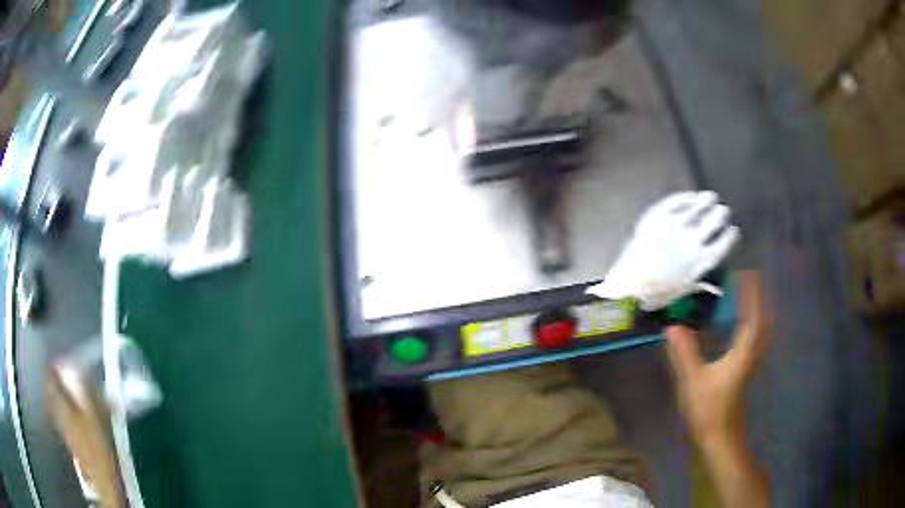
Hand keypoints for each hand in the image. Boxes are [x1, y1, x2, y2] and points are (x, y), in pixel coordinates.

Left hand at [587, 191, 739, 309]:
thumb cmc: (654, 295)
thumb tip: (716, 288)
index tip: (733, 230)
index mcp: (700, 263)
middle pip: (712, 222)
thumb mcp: (683, 292)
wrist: (628, 287)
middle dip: (719, 215)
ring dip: (706, 201)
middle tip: (723, 210)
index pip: (721, 245)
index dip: (729, 237)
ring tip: (711, 197)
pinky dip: (686, 197)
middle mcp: (692, 242)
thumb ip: (700, 284)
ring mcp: (675, 227)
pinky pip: (675, 202)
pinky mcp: (657, 218)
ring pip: (696, 208)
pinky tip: (691, 196)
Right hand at [665, 270, 770, 446]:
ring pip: (759, 331)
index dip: (751, 293)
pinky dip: (750, 327)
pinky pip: (753, 340)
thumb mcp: (694, 381)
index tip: (745, 273)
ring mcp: (750, 363)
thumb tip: (672, 326)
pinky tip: (738, 328)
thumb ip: (685, 353)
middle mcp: (751, 353)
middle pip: (762, 320)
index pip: (752, 315)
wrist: (720, 438)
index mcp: (743, 351)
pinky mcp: (744, 371)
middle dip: (757, 299)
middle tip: (746, 282)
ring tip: (744, 299)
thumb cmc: (710, 410)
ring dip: (755, 312)